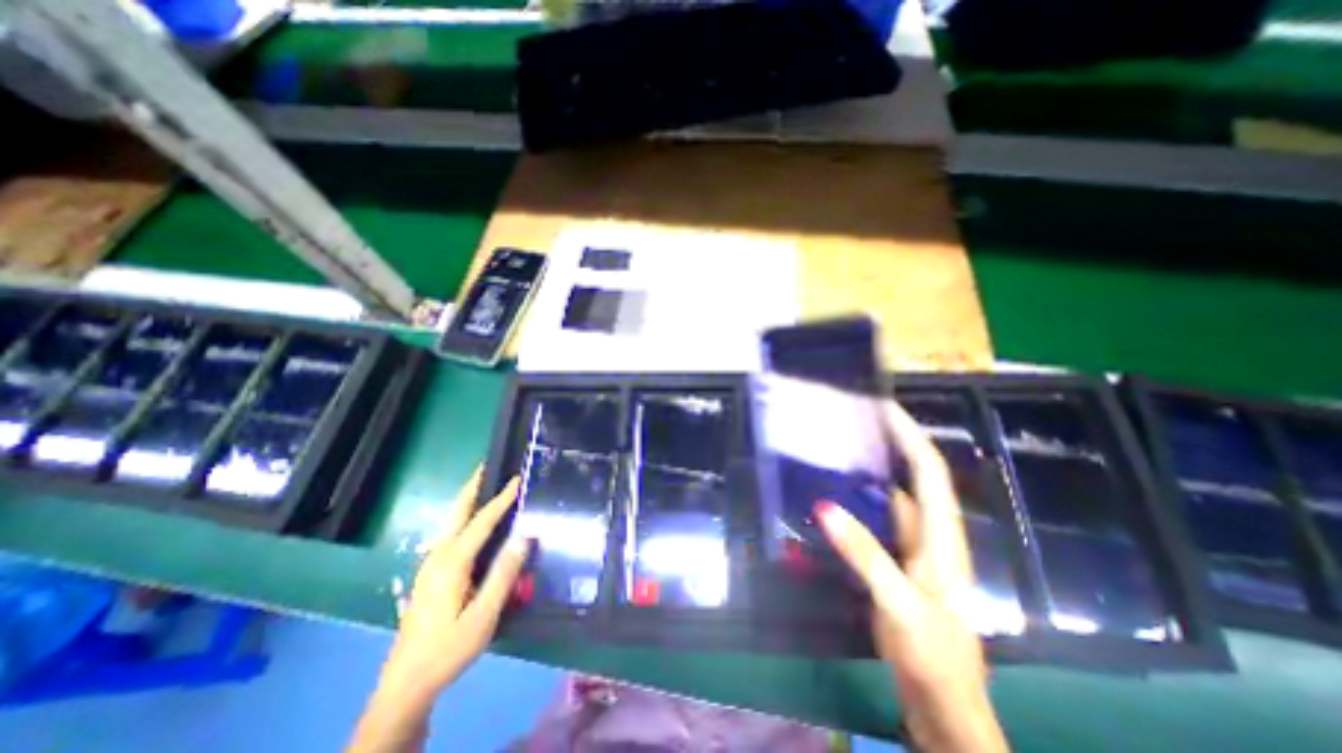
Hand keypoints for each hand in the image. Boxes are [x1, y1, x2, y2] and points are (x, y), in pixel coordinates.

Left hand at [345, 469, 530, 751]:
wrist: (406, 684)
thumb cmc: (448, 649)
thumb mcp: (483, 616)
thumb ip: (504, 575)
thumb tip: (524, 536)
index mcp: (452, 564)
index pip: (481, 522)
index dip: (501, 500)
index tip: (517, 479)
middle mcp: (437, 557)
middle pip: (456, 513)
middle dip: (472, 487)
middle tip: (487, 465)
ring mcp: (429, 565)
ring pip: (449, 522)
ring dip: (466, 499)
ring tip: (483, 485)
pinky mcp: (429, 575)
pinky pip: (449, 534)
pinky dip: (462, 516)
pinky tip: (470, 521)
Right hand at [819, 404, 1006, 751]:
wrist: (943, 702)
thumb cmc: (932, 653)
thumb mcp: (897, 602)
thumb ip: (863, 554)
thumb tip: (824, 507)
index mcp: (942, 536)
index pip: (929, 471)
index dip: (910, 435)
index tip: (884, 407)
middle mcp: (931, 532)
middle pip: (915, 476)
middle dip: (893, 443)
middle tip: (858, 421)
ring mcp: (915, 547)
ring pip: (896, 496)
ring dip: (876, 470)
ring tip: (845, 447)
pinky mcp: (900, 560)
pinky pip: (881, 518)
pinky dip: (864, 500)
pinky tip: (840, 494)